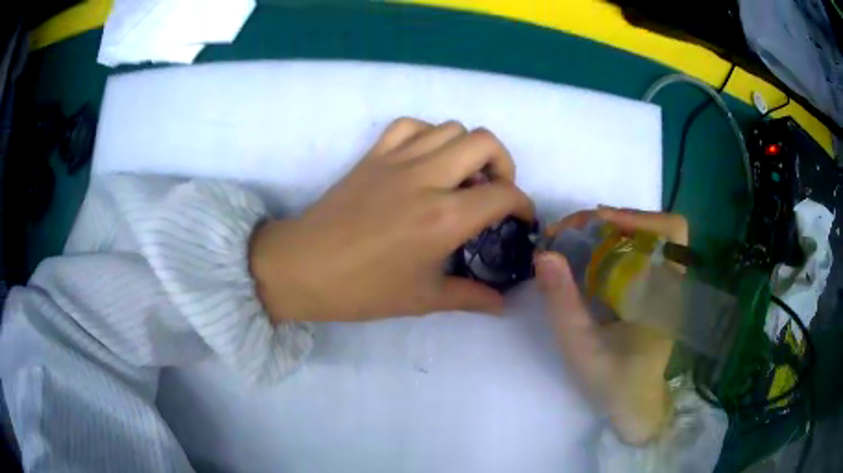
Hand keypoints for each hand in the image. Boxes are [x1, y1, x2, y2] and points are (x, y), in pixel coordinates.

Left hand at [250, 118, 533, 322]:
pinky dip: (427, 135)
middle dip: (503, 164)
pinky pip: (409, 125)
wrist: (304, 267)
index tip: (520, 220)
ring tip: (460, 178)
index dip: (523, 205)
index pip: (504, 194)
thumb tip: (502, 305)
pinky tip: (425, 161)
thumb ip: (470, 297)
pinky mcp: (373, 155)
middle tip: (493, 192)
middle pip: (484, 141)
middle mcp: (426, 178)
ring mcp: (397, 160)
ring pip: (450, 127)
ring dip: (466, 149)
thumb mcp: (423, 299)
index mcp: (444, 217)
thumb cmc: (363, 289)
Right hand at [535, 207, 687, 444]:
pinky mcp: (654, 291)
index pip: (671, 231)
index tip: (596, 221)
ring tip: (573, 243)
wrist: (635, 407)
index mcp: (666, 292)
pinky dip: (612, 247)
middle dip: (612, 220)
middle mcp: (671, 280)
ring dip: (610, 232)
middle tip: (571, 233)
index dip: (638, 215)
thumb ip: (563, 303)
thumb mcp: (582, 348)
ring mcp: (665, 285)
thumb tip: (544, 254)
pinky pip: (638, 254)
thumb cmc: (616, 383)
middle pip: (654, 227)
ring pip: (645, 237)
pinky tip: (587, 262)